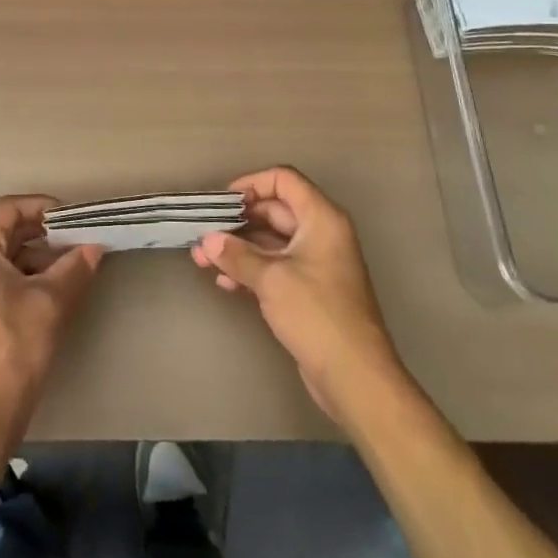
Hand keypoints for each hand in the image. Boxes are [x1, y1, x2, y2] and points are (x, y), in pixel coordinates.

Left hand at [0, 195, 102, 456]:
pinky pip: (3, 277)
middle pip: (7, 230)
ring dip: (41, 256)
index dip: (43, 207)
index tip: (74, 218)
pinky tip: (58, 287)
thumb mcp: (51, 303)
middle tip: (81, 239)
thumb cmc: (13, 349)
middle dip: (46, 232)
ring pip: (8, 255)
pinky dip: (30, 276)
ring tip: (76, 264)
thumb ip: (74, 267)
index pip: (9, 208)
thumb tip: (94, 247)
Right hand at [193, 166, 405, 424]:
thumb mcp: (271, 279)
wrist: (355, 377)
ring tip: (202, 260)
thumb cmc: (317, 314)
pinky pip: (276, 268)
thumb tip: (208, 240)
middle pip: (274, 211)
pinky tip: (225, 282)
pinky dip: (251, 270)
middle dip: (237, 222)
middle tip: (203, 235)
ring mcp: (316, 263)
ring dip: (239, 248)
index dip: (251, 184)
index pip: (283, 180)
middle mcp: (321, 233)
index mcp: (321, 218)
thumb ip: (237, 255)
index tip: (222, 203)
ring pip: (271, 242)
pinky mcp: (309, 291)